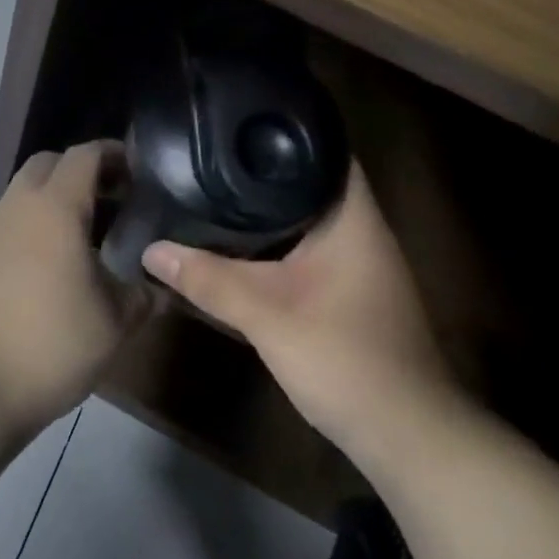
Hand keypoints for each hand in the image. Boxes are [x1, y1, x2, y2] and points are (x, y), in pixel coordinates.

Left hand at [0, 141, 146, 437]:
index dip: (112, 154)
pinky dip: (21, 240)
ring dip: (47, 209)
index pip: (85, 155)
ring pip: (18, 199)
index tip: (135, 170)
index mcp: (55, 208)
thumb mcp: (111, 326)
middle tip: (106, 204)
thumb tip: (153, 288)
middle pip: (46, 165)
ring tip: (73, 248)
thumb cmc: (47, 344)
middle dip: (77, 173)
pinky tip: (33, 281)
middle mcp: (15, 207)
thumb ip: (138, 298)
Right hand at [142, 161, 461, 458]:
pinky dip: (280, 240)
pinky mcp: (353, 292)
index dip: (287, 130)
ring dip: (273, 208)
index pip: (327, 150)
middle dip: (266, 169)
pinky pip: (311, 247)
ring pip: (311, 218)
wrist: (407, 438)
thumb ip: (209, 280)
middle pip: (313, 182)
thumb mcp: (267, 316)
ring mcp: (362, 264)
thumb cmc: (345, 359)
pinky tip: (245, 245)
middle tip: (214, 153)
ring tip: (219, 187)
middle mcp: (363, 231)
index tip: (239, 120)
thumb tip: (152, 249)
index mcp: (353, 219)